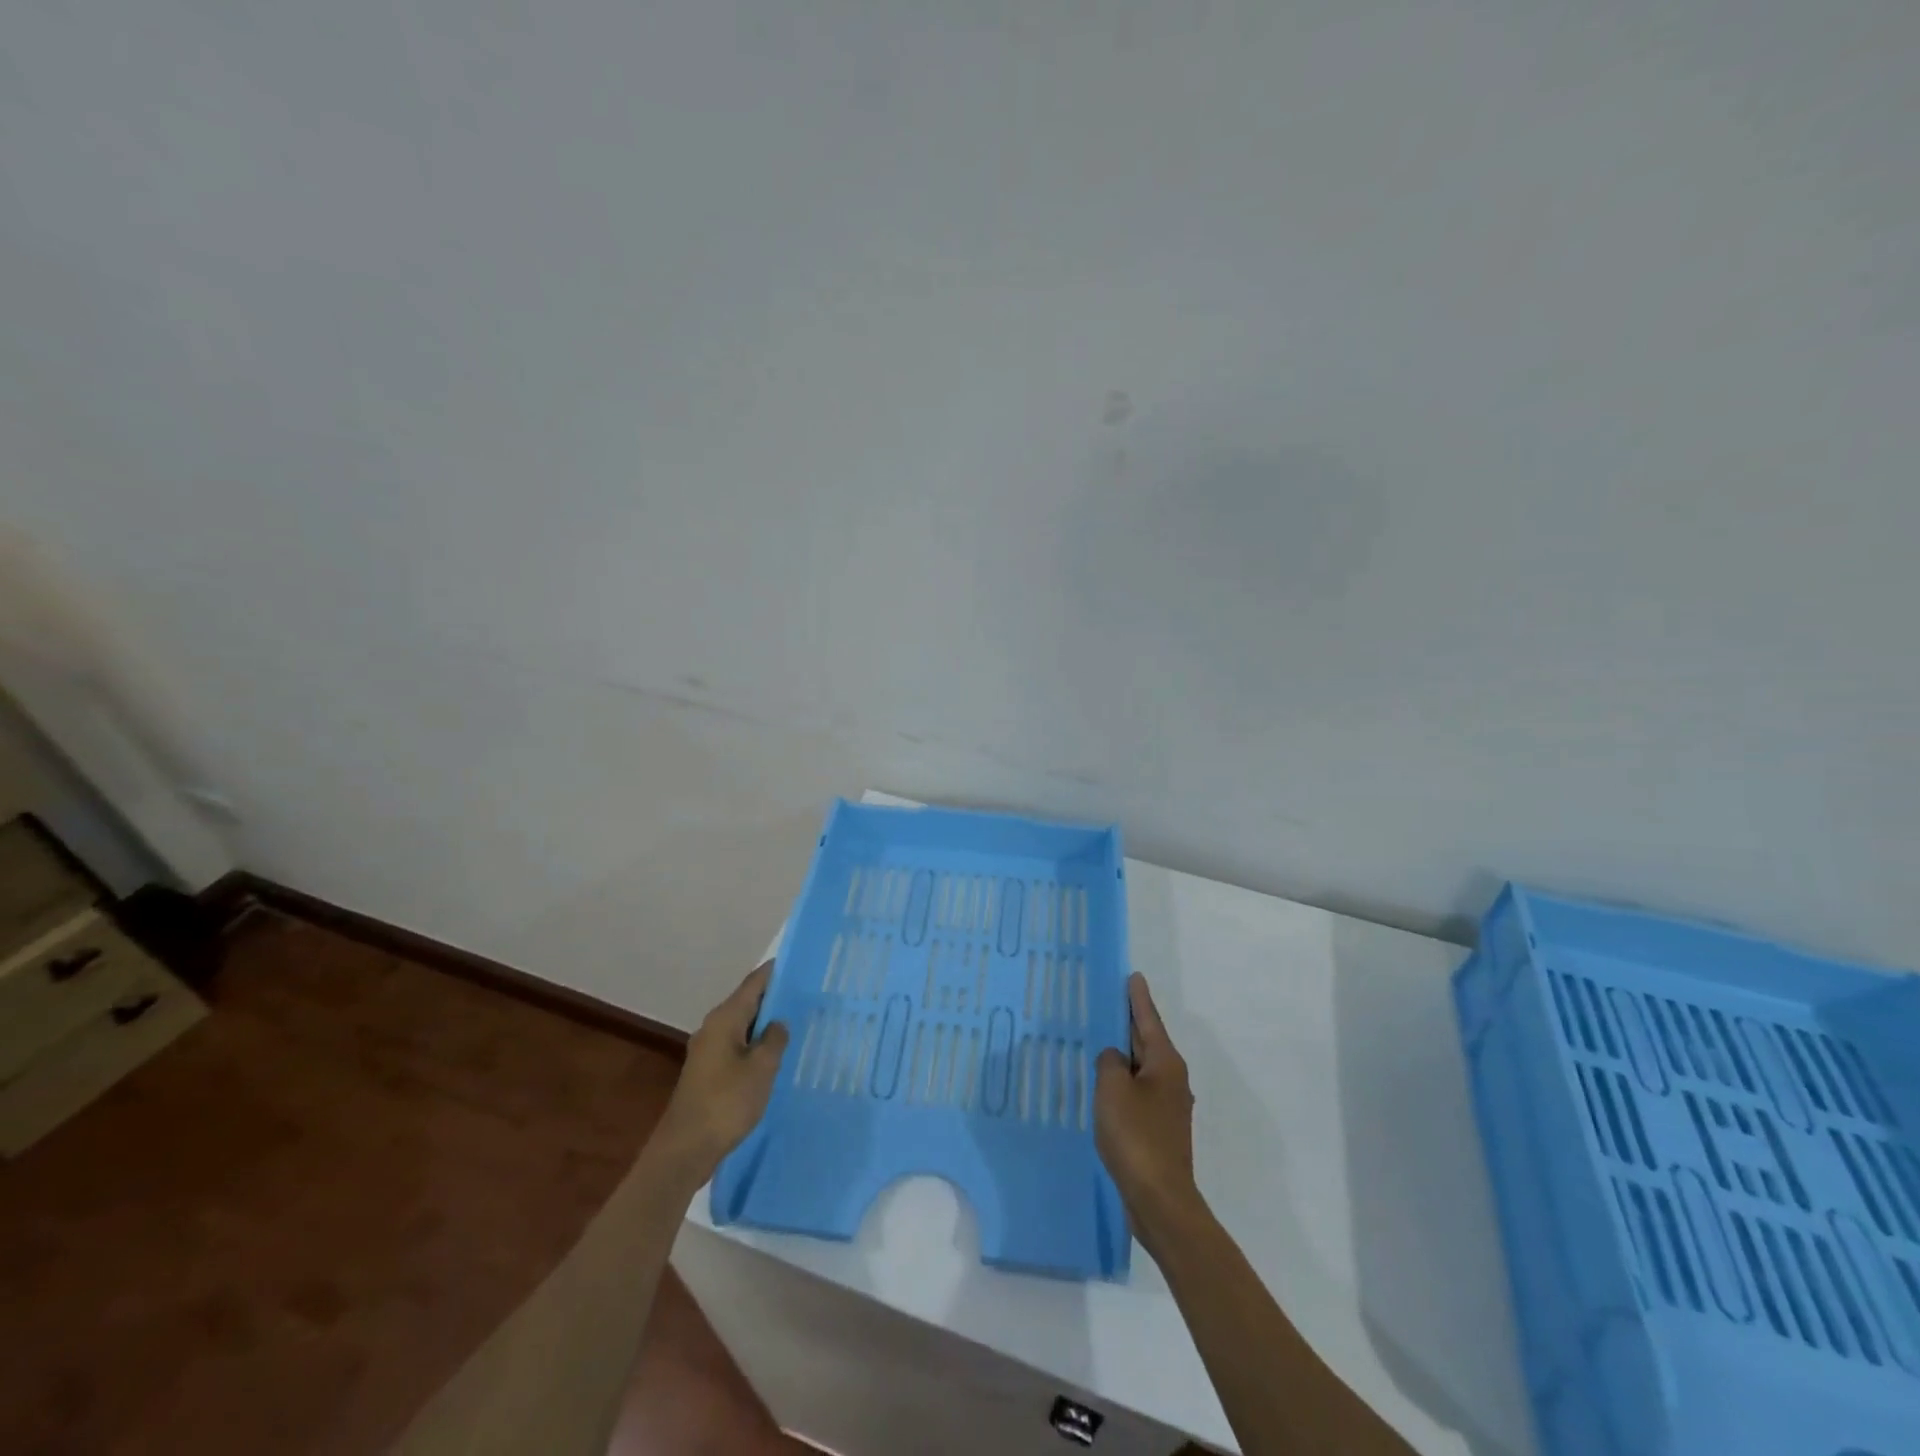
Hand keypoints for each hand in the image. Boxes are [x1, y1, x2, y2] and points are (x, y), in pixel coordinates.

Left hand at [650, 962, 789, 1183]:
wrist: (685, 1149)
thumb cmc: (726, 1102)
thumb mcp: (761, 1068)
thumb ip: (774, 1039)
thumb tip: (778, 1022)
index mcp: (725, 1018)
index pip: (754, 983)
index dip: (776, 972)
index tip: (800, 964)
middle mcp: (713, 1027)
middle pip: (747, 1002)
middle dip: (774, 998)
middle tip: (806, 995)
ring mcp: (708, 1050)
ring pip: (742, 1026)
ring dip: (765, 1024)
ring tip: (796, 1023)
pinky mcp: (708, 1072)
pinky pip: (737, 1046)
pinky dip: (755, 1044)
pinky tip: (773, 1055)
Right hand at [1095, 973, 1202, 1250]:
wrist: (1159, 1199)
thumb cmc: (1136, 1136)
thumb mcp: (1113, 1089)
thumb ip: (1109, 1063)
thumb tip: (1114, 1058)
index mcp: (1165, 1063)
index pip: (1148, 1020)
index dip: (1138, 998)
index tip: (1133, 976)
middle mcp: (1172, 1080)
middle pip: (1147, 1042)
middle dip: (1129, 1024)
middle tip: (1110, 1003)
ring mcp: (1168, 1107)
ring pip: (1142, 1068)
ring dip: (1124, 1055)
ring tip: (1101, 1041)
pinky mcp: (1159, 1130)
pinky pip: (1138, 1092)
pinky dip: (1123, 1082)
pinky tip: (1105, 1087)